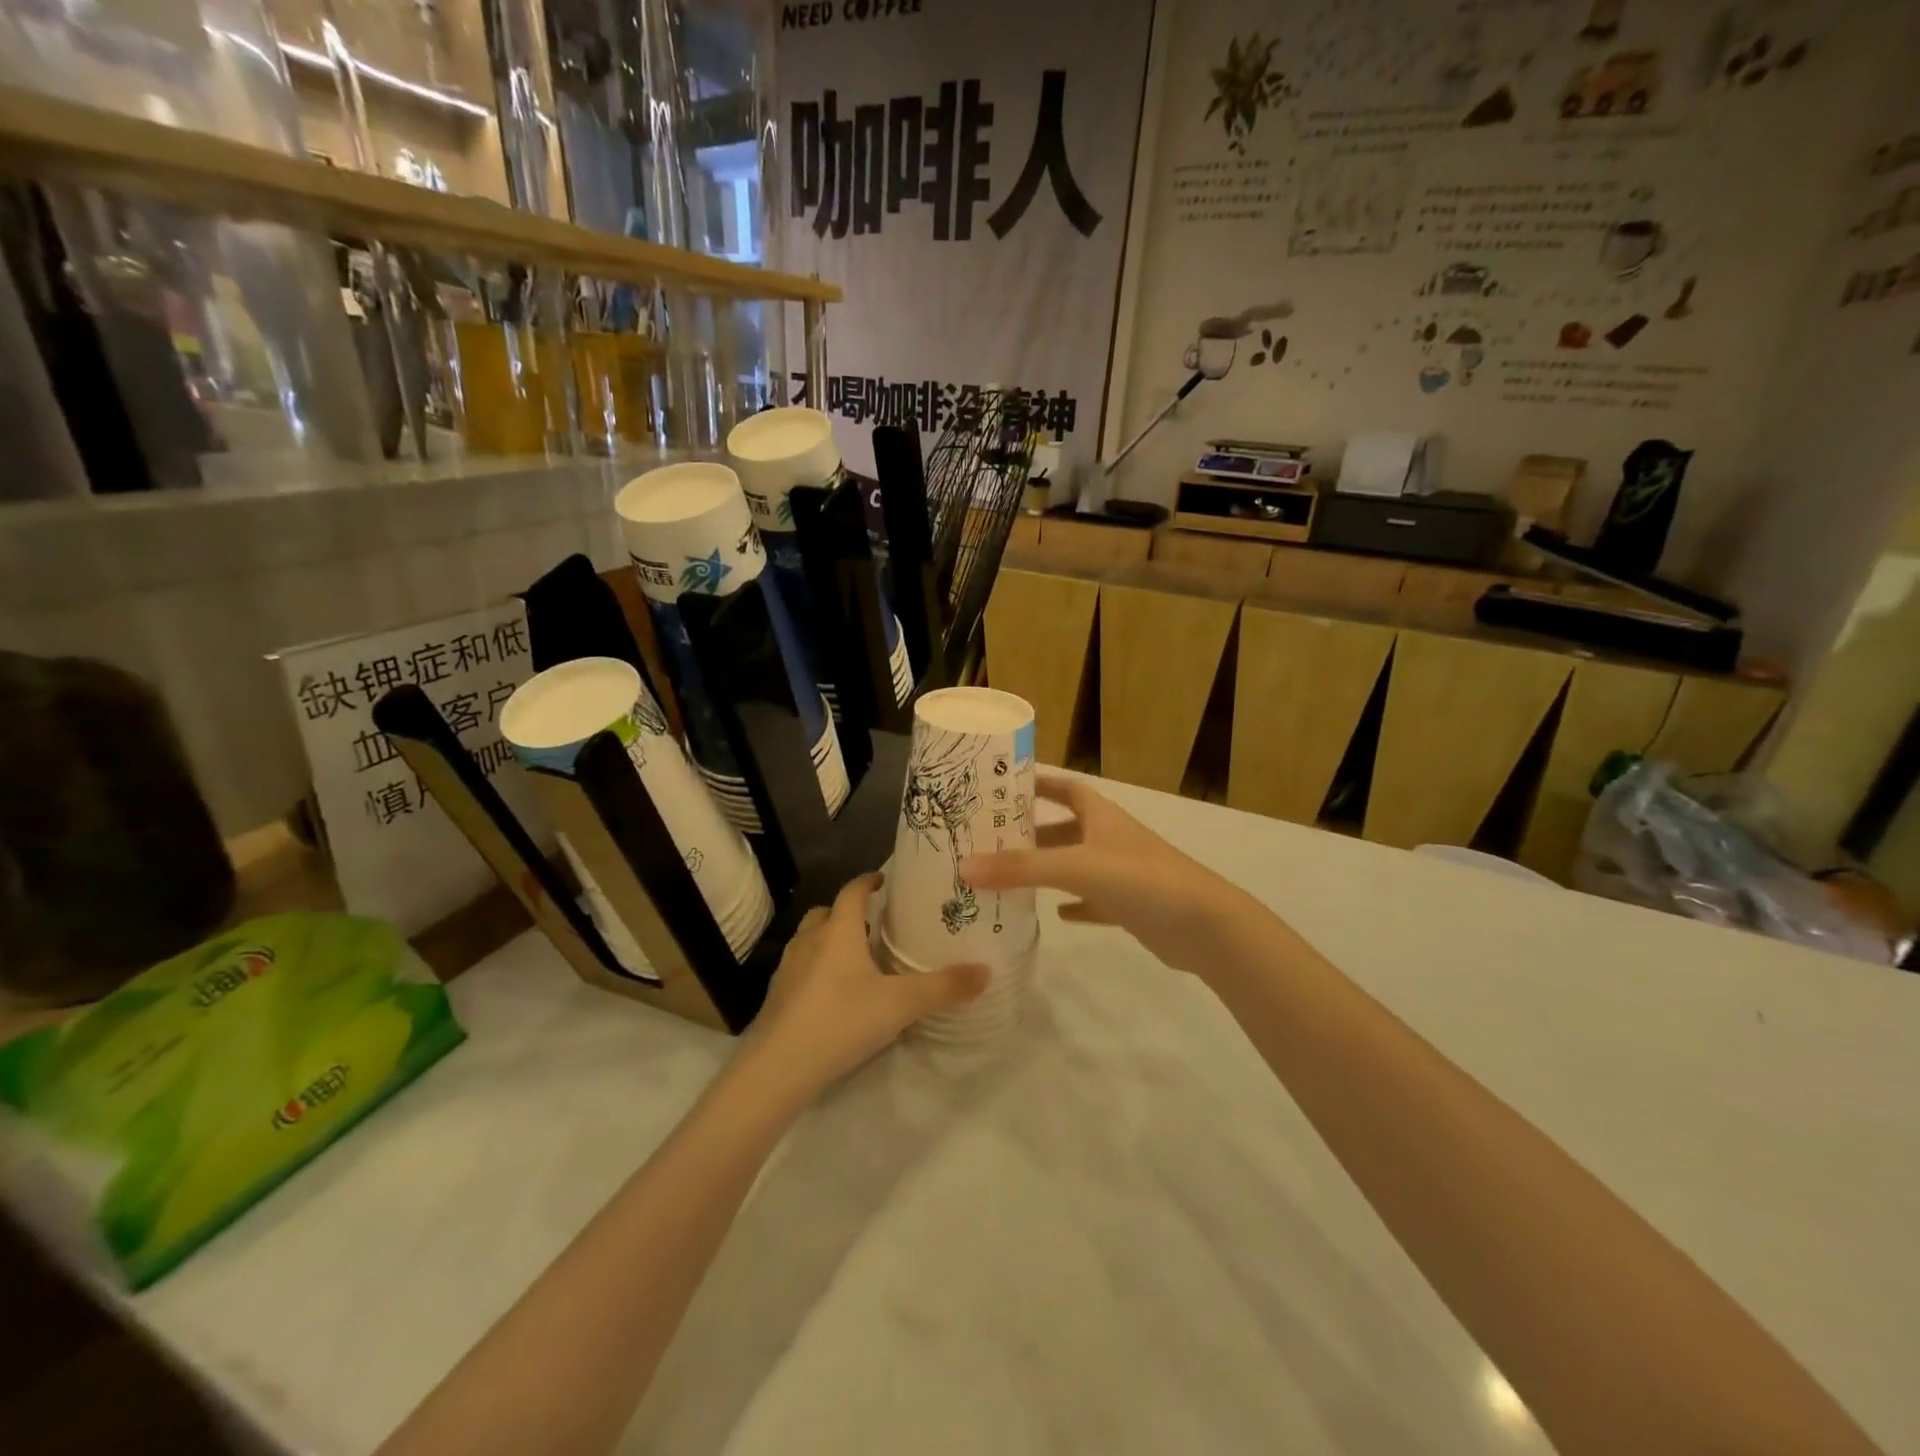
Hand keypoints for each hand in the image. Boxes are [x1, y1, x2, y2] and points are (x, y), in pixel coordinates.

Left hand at [744, 873, 988, 1096]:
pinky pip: (800, 970)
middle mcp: (810, 940)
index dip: (868, 881)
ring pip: (810, 941)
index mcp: (838, 930)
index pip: (852, 890)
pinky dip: (817, 971)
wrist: (778, 1068)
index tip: (884, 879)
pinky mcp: (777, 996)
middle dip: (847, 913)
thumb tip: (986, 972)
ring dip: (830, 942)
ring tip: (857, 960)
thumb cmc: (842, 1020)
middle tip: (874, 925)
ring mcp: (788, 968)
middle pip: (827, 913)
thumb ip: (944, 987)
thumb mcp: (901, 1004)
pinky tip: (834, 996)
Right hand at [960, 776, 1257, 977]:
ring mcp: (1123, 874)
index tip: (1004, 786)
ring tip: (1009, 877)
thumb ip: (1021, 868)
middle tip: (992, 841)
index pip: (1067, 788)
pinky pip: (1094, 901)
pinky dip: (1075, 905)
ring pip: (1077, 865)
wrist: (1206, 927)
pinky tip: (1055, 914)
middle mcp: (1111, 839)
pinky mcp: (1131, 907)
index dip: (1039, 783)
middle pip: (1066, 829)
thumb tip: (964, 867)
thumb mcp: (1076, 867)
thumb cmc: (1141, 880)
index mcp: (1101, 817)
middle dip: (1033, 833)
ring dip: (1049, 869)